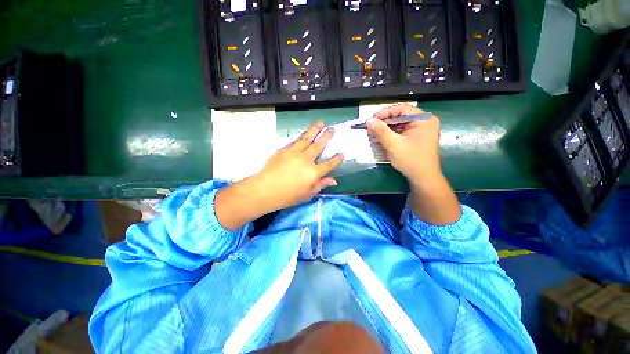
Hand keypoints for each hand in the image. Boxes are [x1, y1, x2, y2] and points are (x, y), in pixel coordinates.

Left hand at [255, 122, 343, 211]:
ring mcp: (294, 153)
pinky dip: (301, 136)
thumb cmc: (287, 196)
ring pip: (307, 139)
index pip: (329, 164)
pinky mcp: (284, 150)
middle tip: (332, 128)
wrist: (265, 190)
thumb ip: (320, 185)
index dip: (336, 159)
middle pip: (318, 146)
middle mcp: (306, 160)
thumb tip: (334, 181)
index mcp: (313, 173)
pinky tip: (304, 133)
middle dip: (326, 136)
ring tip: (320, 123)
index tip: (341, 154)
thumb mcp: (307, 194)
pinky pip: (295, 141)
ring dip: (314, 130)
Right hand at [367, 104, 460, 224]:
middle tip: (371, 127)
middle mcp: (424, 121)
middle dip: (384, 122)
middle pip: (400, 116)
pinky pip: (401, 131)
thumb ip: (381, 131)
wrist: (423, 178)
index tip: (371, 120)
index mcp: (424, 119)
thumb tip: (368, 120)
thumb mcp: (394, 144)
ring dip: (386, 128)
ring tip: (374, 133)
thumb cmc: (411, 160)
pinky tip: (382, 138)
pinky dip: (391, 134)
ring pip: (400, 124)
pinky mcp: (416, 138)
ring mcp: (421, 130)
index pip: (401, 109)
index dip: (384, 113)